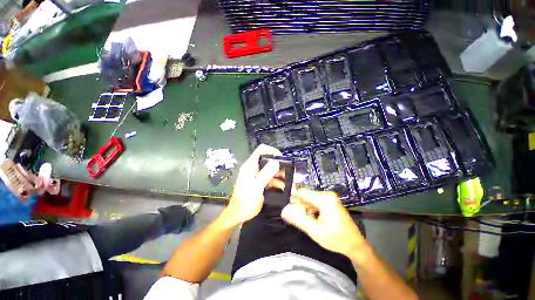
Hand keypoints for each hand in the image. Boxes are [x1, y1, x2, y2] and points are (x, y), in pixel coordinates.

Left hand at [224, 144, 281, 225]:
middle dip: (278, 164)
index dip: (272, 151)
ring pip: (269, 170)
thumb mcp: (257, 187)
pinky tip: (283, 187)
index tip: (282, 158)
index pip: (261, 150)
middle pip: (267, 160)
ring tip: (288, 180)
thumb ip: (266, 173)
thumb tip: (276, 161)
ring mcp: (255, 176)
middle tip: (288, 171)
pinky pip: (269, 178)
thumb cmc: (245, 201)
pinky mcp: (258, 183)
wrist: (238, 216)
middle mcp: (253, 168)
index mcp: (250, 165)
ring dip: (279, 174)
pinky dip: (276, 181)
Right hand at [281, 189, 367, 259]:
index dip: (292, 200)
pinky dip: (310, 211)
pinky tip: (311, 220)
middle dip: (299, 207)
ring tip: (305, 222)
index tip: (287, 210)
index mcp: (324, 198)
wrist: (355, 246)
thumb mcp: (315, 231)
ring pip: (309, 201)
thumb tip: (284, 211)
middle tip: (296, 219)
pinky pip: (314, 203)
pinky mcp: (329, 203)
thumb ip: (298, 219)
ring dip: (304, 210)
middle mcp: (326, 195)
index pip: (301, 193)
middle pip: (305, 196)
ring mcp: (329, 198)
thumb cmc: (336, 239)